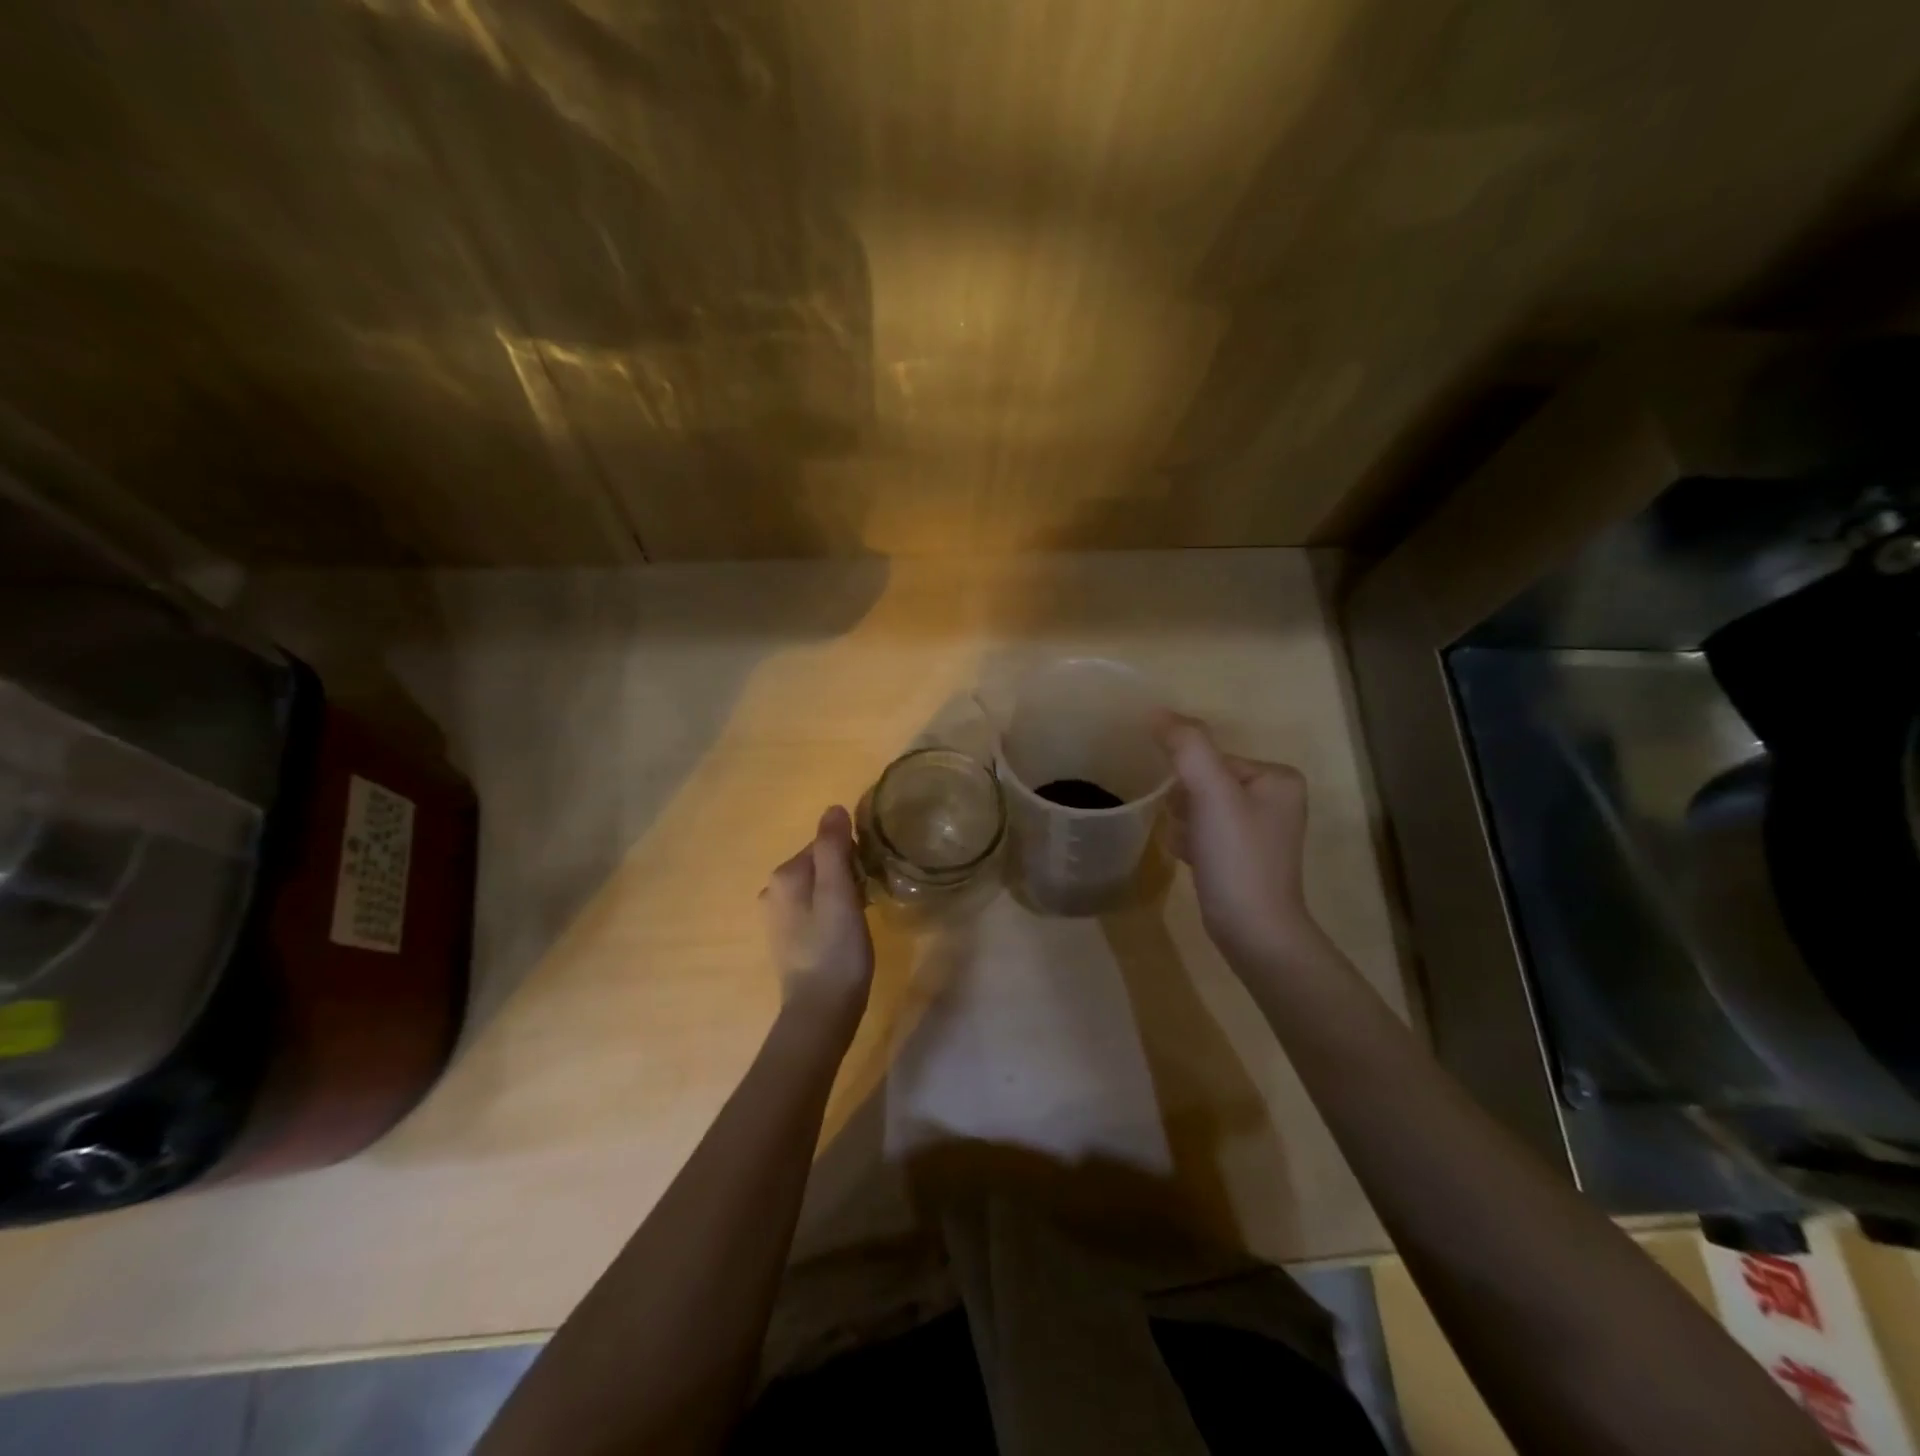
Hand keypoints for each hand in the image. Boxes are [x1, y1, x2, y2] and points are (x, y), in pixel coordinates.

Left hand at [761, 806, 873, 1032]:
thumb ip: (834, 848)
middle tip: (867, 898)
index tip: (869, 878)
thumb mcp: (840, 892)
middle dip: (846, 874)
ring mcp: (777, 917)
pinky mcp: (787, 938)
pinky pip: (814, 908)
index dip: (852, 857)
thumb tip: (833, 808)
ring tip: (860, 917)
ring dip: (842, 893)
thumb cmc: (836, 948)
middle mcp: (773, 891)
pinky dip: (832, 911)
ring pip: (819, 886)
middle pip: (821, 863)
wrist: (822, 1011)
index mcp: (785, 875)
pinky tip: (845, 932)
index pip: (825, 844)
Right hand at [1153, 711, 1318, 964]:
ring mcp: (1260, 830)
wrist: (1253, 931)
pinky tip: (1190, 859)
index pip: (1213, 758)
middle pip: (1205, 781)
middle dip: (1186, 803)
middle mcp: (1275, 799)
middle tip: (1192, 831)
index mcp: (1277, 777)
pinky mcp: (1244, 856)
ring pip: (1200, 807)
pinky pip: (1204, 831)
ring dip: (1184, 823)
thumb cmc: (1237, 857)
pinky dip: (1190, 841)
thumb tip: (1155, 712)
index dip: (1189, 780)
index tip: (1189, 809)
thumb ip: (1186, 746)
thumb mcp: (1211, 793)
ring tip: (1191, 847)